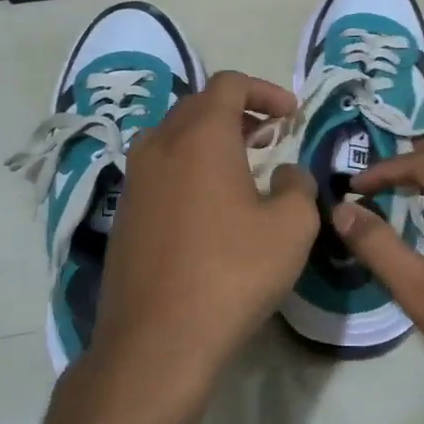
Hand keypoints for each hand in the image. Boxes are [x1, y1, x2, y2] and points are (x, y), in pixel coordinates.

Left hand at [82, 70, 317, 415]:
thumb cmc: (232, 274)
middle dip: (240, 111)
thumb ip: (298, 186)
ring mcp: (135, 180)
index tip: (291, 115)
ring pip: (174, 136)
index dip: (266, 90)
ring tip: (243, 164)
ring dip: (211, 139)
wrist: (157, 340)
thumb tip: (285, 174)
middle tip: (271, 135)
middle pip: (199, 105)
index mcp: (200, 137)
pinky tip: (210, 203)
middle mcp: (159, 145)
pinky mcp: (125, 213)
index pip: (229, 84)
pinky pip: (160, 169)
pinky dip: (189, 166)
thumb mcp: (291, 227)